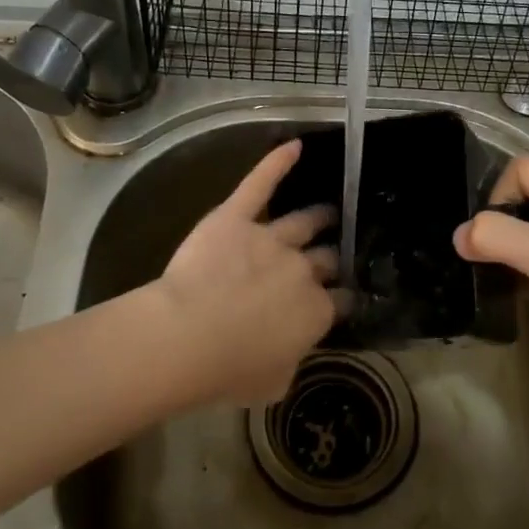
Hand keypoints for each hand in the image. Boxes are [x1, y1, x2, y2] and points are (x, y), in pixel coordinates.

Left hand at [153, 140, 341, 406]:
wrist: (189, 335)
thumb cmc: (229, 369)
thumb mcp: (273, 383)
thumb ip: (290, 361)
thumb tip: (292, 351)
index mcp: (314, 312)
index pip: (339, 302)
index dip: (340, 300)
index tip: (340, 300)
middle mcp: (302, 270)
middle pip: (326, 259)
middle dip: (332, 258)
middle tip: (334, 255)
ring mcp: (271, 238)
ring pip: (304, 221)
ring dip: (320, 216)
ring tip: (330, 211)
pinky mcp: (237, 216)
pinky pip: (260, 184)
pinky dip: (277, 163)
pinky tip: (293, 145)